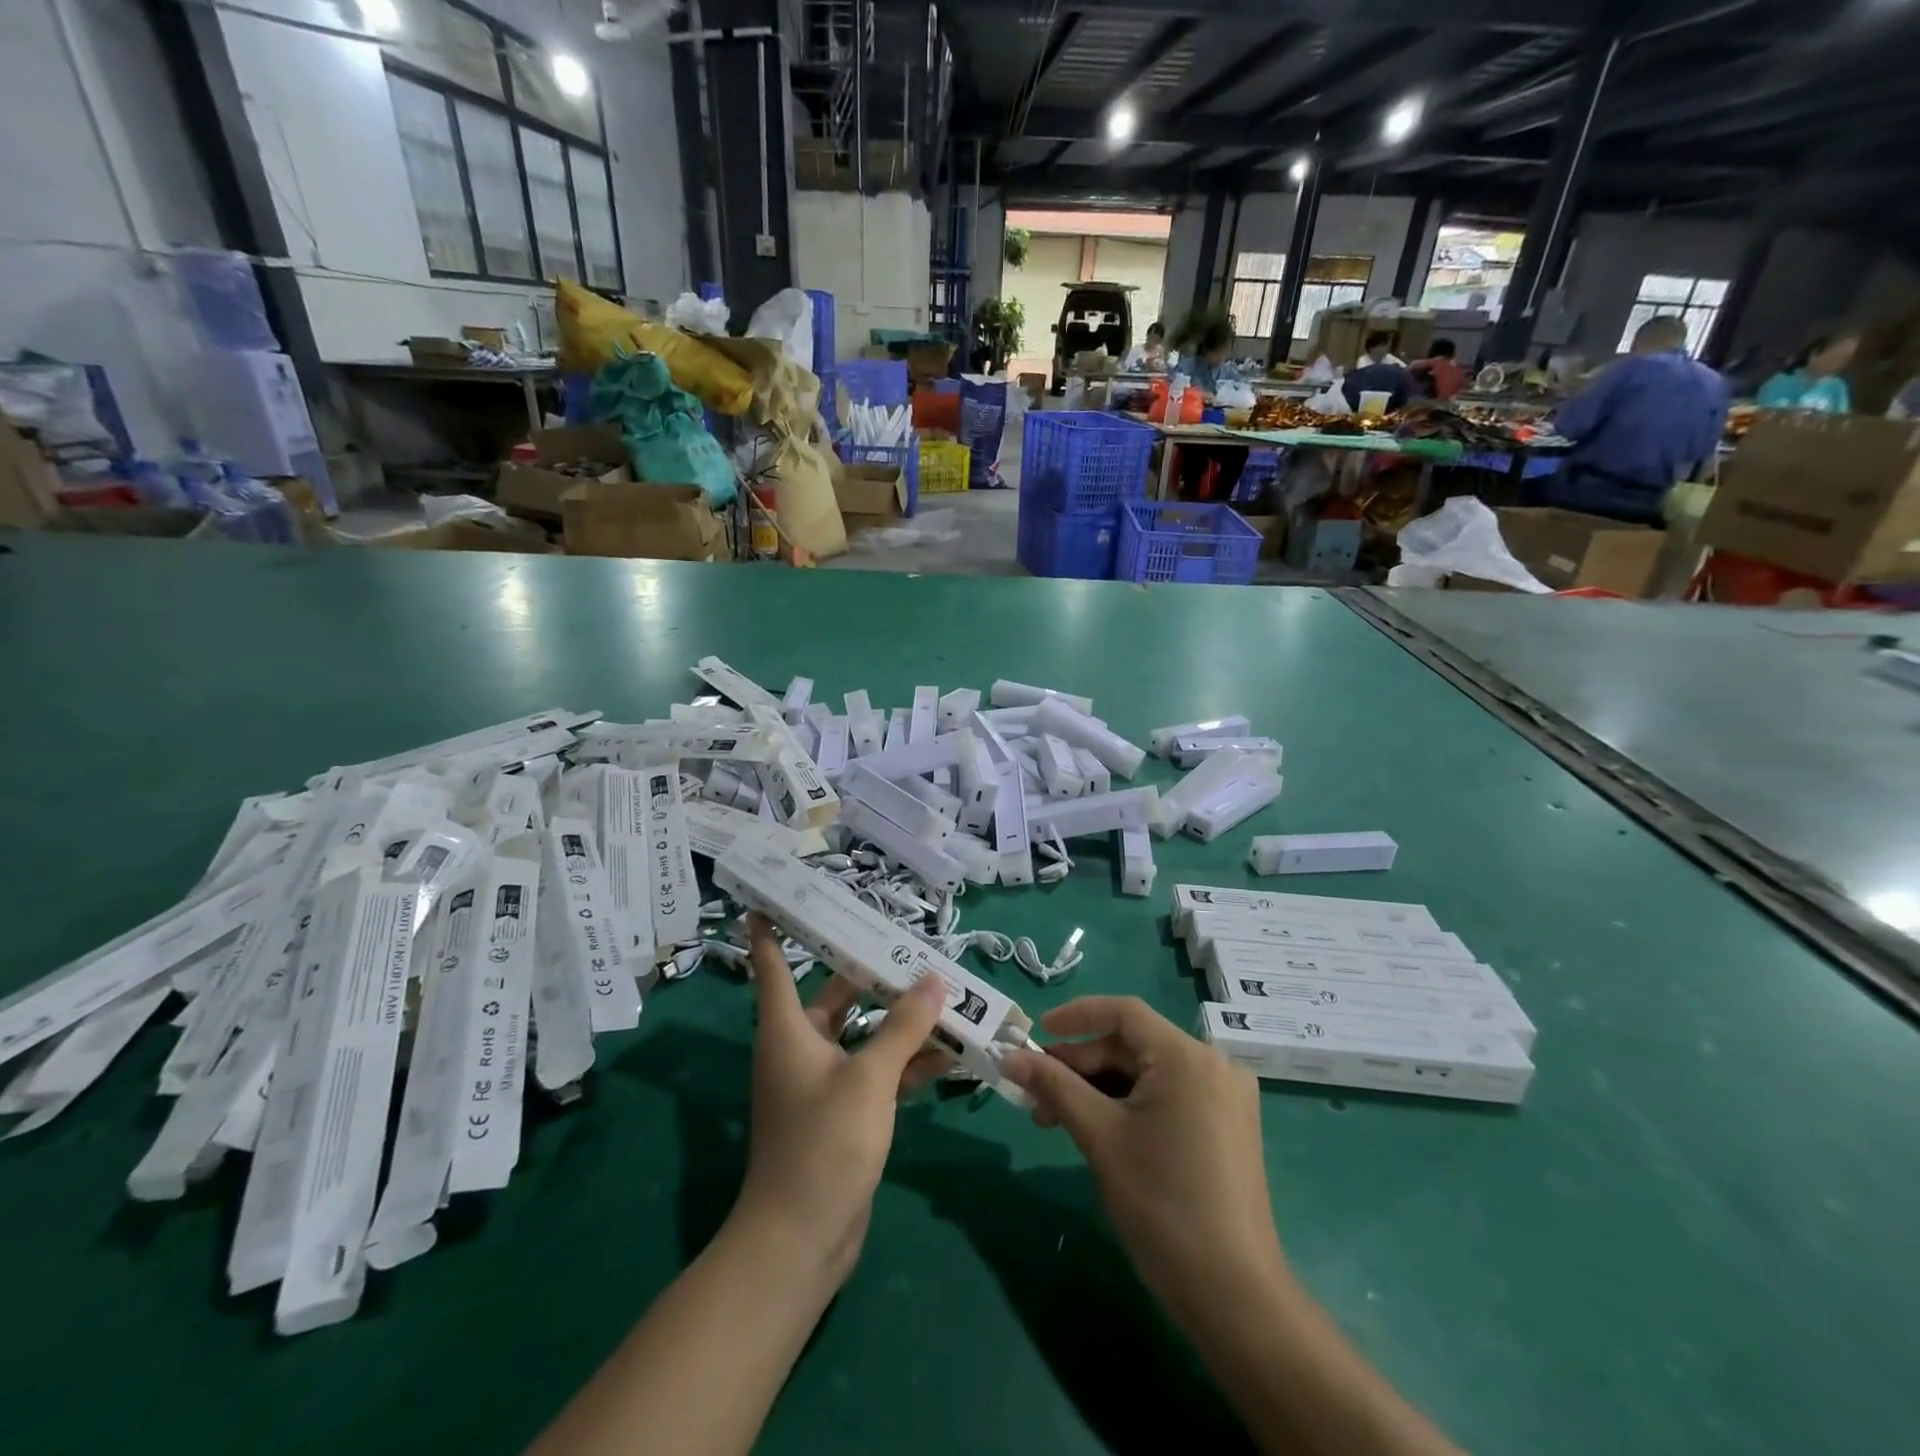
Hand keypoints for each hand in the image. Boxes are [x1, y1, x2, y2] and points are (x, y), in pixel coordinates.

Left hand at [734, 914, 951, 1288]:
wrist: (803, 1240)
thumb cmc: (823, 1144)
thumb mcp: (869, 1078)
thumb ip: (903, 1027)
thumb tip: (932, 980)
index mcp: (788, 1029)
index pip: (773, 966)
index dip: (769, 933)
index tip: (770, 901)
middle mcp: (802, 1047)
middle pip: (837, 994)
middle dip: (872, 973)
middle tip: (911, 945)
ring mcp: (825, 1082)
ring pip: (865, 1034)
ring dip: (901, 1020)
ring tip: (945, 994)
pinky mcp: (847, 1113)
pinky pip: (879, 1072)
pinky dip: (908, 1062)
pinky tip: (950, 1054)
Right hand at [1000, 997, 1281, 1325]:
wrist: (1233, 1296)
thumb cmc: (1161, 1204)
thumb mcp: (1099, 1137)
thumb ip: (1054, 1086)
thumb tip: (1009, 1057)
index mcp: (1187, 1056)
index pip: (1123, 1013)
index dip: (1075, 1017)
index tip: (1036, 1034)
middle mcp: (1213, 1064)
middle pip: (1133, 1045)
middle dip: (1081, 1066)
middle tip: (1036, 1096)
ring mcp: (1224, 1097)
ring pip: (1147, 1073)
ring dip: (1099, 1089)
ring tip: (1056, 1120)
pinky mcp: (1226, 1127)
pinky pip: (1167, 1096)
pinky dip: (1128, 1105)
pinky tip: (1097, 1130)